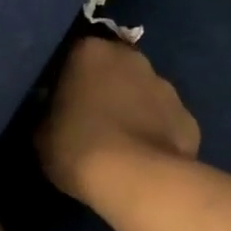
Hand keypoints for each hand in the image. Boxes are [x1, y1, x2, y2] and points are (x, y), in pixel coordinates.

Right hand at [37, 38, 200, 204]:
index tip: (59, 100)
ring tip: (120, 142)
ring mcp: (165, 86)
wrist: (137, 179)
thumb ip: (47, 112)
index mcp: (90, 51)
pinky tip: (145, 158)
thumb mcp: (41, 132)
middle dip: (104, 87)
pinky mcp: (188, 118)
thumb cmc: (78, 146)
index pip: (73, 55)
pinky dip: (156, 133)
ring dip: (133, 108)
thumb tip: (52, 111)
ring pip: (143, 93)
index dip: (66, 79)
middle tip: (90, 117)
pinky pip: (165, 121)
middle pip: (113, 68)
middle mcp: (131, 58)